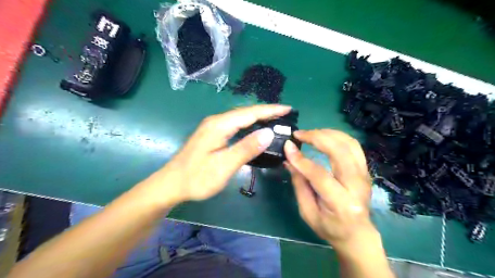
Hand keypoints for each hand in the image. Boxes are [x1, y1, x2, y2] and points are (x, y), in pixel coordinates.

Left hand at [149, 104, 290, 203]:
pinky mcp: (212, 134)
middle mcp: (216, 121)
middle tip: (285, 114)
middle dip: (266, 112)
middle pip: (245, 112)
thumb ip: (246, 149)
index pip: (250, 113)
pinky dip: (249, 124)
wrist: (171, 184)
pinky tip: (255, 129)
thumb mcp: (223, 166)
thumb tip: (268, 133)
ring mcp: (213, 127)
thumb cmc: (197, 178)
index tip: (288, 109)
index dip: (270, 110)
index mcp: (219, 125)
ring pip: (240, 118)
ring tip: (275, 119)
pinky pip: (235, 124)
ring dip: (258, 117)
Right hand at [283, 129, 374, 250]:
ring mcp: (364, 175)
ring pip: (349, 144)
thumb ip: (299, 185)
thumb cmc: (329, 227)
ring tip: (310, 133)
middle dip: (317, 138)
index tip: (288, 146)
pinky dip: (338, 136)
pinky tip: (324, 136)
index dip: (302, 160)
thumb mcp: (307, 212)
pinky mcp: (365, 170)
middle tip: (299, 134)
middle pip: (340, 152)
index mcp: (341, 203)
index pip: (320, 175)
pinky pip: (353, 146)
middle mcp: (356, 186)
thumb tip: (289, 160)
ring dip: (328, 133)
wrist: (357, 233)